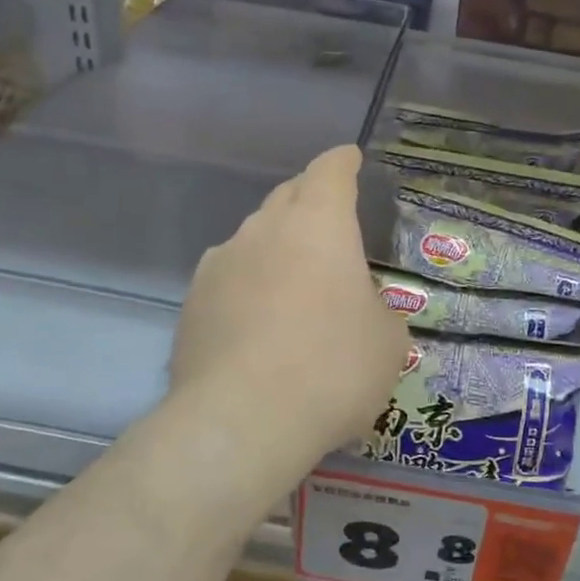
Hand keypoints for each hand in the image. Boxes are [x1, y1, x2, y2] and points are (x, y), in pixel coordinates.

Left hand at [168, 144, 407, 472]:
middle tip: (328, 219)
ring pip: (254, 237)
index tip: (348, 159)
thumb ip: (377, 310)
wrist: (243, 421)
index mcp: (319, 225)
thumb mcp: (387, 342)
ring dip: (276, 246)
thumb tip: (361, 309)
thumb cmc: (333, 369)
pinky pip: (228, 278)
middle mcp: (264, 230)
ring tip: (293, 280)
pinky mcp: (192, 303)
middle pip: (287, 196)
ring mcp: (220, 264)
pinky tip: (257, 320)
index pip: (330, 172)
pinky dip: (248, 285)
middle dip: (309, 198)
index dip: (342, 163)